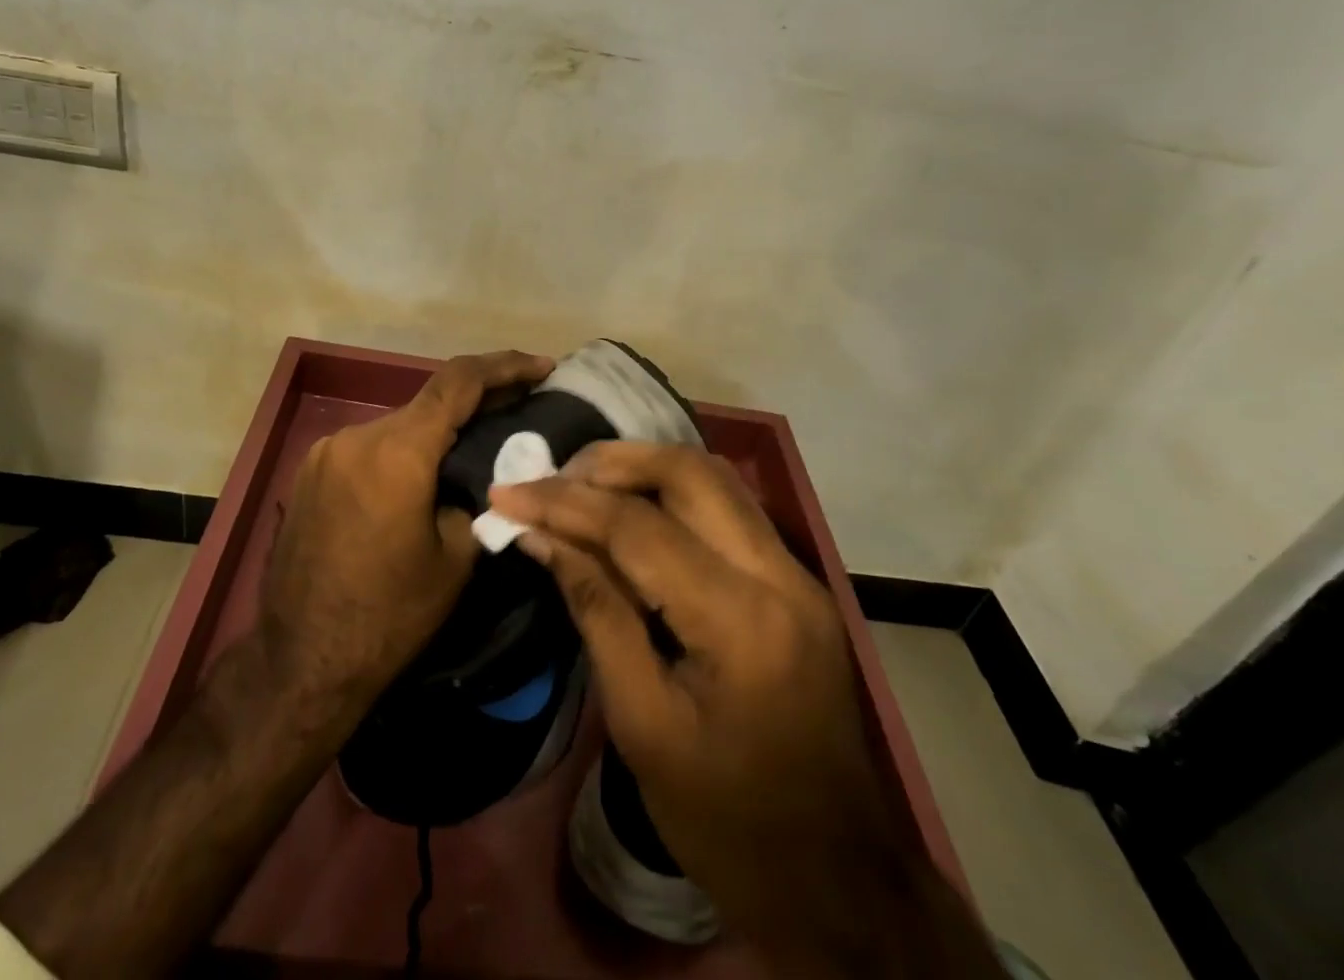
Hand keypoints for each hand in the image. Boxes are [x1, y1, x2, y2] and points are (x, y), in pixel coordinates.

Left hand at [260, 349, 554, 722]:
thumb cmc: (389, 617)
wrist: (301, 664)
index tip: (543, 366)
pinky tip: (420, 479)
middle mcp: (357, 436)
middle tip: (517, 411)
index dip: (506, 366)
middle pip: (427, 403)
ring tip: (471, 451)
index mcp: (397, 451)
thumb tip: (478, 475)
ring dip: (435, 433)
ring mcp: (325, 452)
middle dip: (475, 404)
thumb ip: (474, 497)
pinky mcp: (309, 473)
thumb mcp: (456, 559)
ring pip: (398, 426)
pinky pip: (369, 448)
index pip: (459, 382)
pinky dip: (402, 452)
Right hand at [491, 446, 1001, 974]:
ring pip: (715, 479)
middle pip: (689, 473)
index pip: (638, 529)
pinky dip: (674, 494)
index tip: (506, 493)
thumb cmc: (726, 822)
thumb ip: (595, 611)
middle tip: (550, 476)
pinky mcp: (798, 583)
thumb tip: (540, 536)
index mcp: (740, 622)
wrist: (837, 882)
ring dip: (644, 468)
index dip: (564, 503)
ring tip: (582, 483)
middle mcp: (780, 576)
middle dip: (611, 462)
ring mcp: (798, 575)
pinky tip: (633, 510)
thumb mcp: (641, 724)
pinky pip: (729, 510)